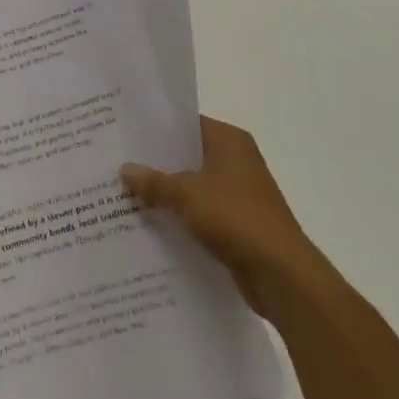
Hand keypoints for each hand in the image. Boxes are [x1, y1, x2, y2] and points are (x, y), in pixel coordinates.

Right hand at [121, 116, 316, 319]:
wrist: (282, 276)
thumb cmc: (236, 218)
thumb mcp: (186, 194)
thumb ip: (154, 181)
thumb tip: (125, 170)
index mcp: (229, 141)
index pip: (186, 123)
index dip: (156, 126)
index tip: (124, 130)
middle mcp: (236, 161)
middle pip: (187, 154)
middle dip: (155, 161)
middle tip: (116, 161)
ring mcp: (238, 193)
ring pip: (192, 185)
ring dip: (166, 192)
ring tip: (124, 192)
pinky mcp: (237, 223)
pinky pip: (199, 212)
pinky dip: (179, 215)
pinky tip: (149, 222)